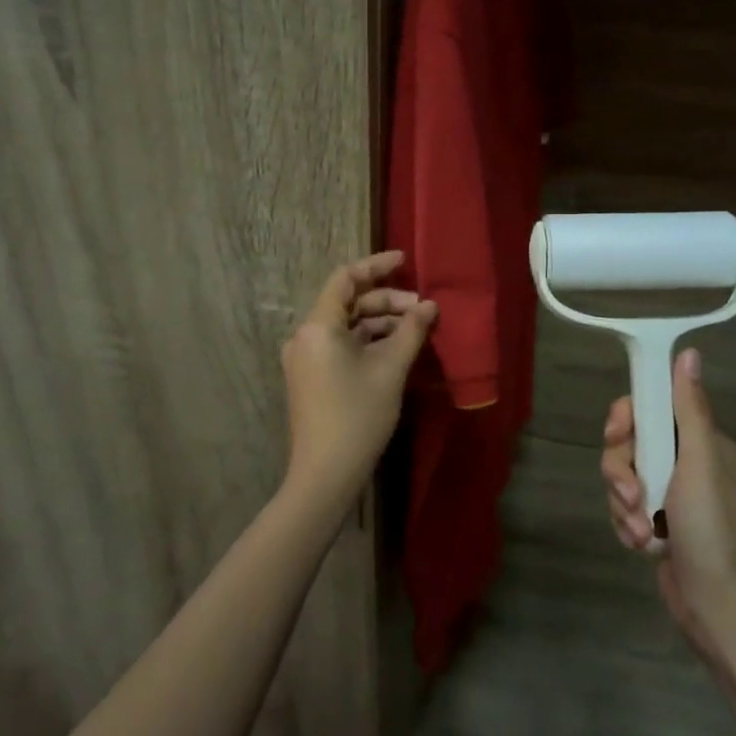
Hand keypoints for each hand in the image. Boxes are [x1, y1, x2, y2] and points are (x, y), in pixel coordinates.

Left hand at [281, 251, 436, 508]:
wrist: (325, 474)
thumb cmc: (358, 416)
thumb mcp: (390, 369)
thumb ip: (411, 331)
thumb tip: (430, 306)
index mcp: (318, 326)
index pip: (345, 278)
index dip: (376, 266)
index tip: (405, 261)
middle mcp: (305, 336)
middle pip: (348, 303)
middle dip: (387, 301)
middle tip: (423, 310)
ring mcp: (306, 358)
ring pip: (347, 326)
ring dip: (380, 323)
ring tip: (416, 330)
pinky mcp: (311, 377)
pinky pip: (341, 346)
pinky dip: (368, 342)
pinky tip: (396, 349)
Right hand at [600, 348, 735, 654]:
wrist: (716, 607)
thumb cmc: (712, 530)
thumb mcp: (701, 463)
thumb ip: (690, 409)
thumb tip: (690, 352)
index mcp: (701, 442)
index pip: (651, 406)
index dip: (627, 418)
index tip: (617, 435)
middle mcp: (685, 462)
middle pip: (629, 442)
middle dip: (622, 470)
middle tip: (631, 493)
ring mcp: (670, 493)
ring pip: (622, 476)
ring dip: (625, 504)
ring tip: (643, 531)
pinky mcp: (656, 522)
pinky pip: (625, 506)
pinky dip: (628, 524)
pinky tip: (643, 545)